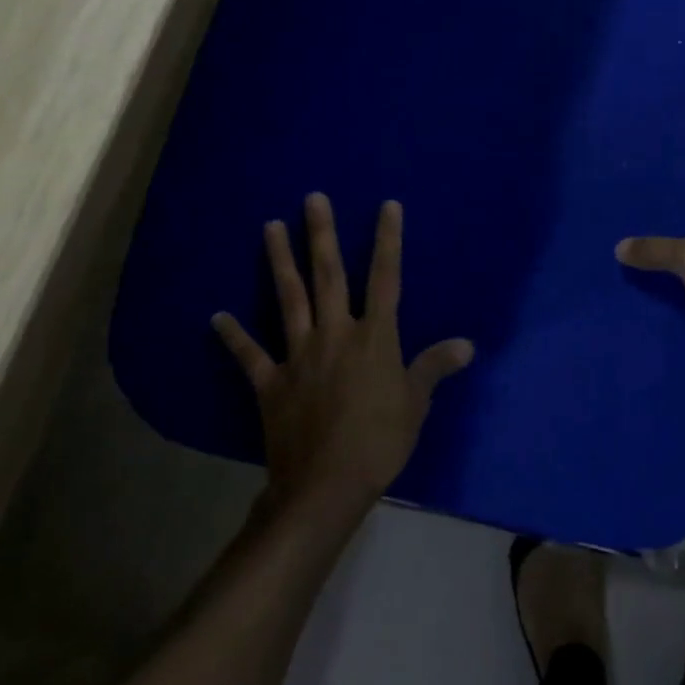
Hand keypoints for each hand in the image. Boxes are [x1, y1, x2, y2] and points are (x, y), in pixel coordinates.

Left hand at [214, 194, 473, 521]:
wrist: (325, 486)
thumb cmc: (380, 441)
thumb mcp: (415, 403)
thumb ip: (435, 367)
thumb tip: (467, 344)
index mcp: (374, 336)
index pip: (385, 277)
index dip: (388, 240)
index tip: (387, 206)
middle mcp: (335, 334)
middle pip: (328, 275)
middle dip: (322, 234)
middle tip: (312, 198)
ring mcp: (298, 355)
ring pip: (288, 298)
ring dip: (279, 261)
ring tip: (269, 227)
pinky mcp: (271, 383)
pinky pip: (250, 355)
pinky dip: (233, 336)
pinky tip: (217, 316)